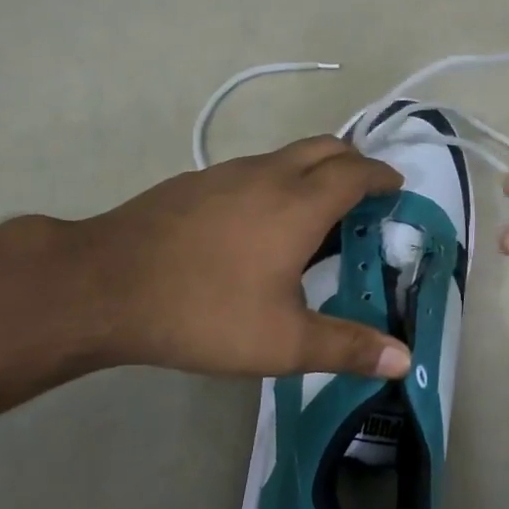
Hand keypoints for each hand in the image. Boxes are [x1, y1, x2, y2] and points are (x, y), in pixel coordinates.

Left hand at [82, 137, 412, 380]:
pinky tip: (258, 223)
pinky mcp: (195, 182)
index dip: (381, 176)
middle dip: (353, 162)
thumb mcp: (282, 342)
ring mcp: (227, 172)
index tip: (396, 187)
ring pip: (286, 155)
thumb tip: (404, 360)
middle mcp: (268, 174)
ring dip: (313, 169)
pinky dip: (276, 180)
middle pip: (325, 147)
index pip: (355, 173)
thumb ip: (346, 347)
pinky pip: (253, 168)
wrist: (105, 286)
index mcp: (299, 204)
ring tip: (316, 210)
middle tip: (365, 194)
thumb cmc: (205, 311)